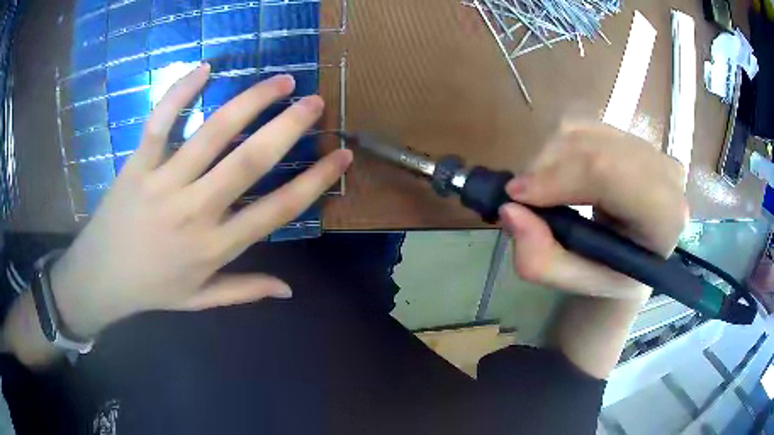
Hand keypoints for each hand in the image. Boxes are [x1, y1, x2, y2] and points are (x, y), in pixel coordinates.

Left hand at [50, 64, 351, 338]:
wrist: (100, 278)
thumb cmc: (152, 289)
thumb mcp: (200, 299)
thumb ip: (245, 291)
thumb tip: (289, 290)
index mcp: (215, 247)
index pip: (278, 210)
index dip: (316, 181)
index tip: (341, 155)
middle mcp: (194, 211)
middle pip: (250, 161)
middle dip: (289, 127)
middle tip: (315, 102)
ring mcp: (163, 182)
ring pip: (212, 132)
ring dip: (251, 101)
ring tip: (281, 80)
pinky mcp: (138, 164)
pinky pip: (161, 120)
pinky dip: (181, 92)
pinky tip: (206, 68)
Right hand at [500, 123, 687, 300]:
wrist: (636, 255)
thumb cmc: (611, 274)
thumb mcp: (575, 281)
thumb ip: (540, 259)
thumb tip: (509, 211)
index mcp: (664, 216)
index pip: (607, 172)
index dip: (556, 176)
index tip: (516, 196)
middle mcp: (666, 173)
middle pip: (591, 147)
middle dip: (545, 168)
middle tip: (522, 198)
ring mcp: (651, 148)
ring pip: (583, 131)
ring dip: (550, 159)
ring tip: (547, 192)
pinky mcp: (634, 135)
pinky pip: (584, 126)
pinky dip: (560, 148)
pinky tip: (565, 175)